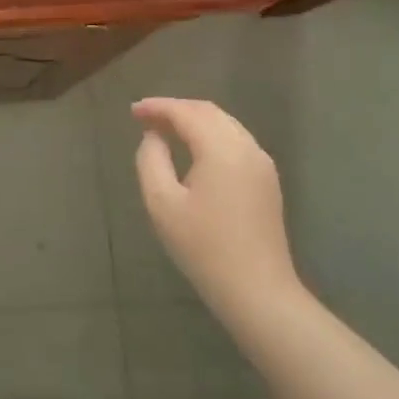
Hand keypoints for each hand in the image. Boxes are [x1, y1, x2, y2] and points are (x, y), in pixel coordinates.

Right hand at [133, 98, 302, 322]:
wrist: (258, 291)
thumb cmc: (204, 247)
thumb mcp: (162, 203)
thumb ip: (151, 160)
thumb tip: (153, 137)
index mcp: (222, 149)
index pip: (186, 112)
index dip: (157, 107)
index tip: (132, 111)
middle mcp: (247, 148)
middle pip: (208, 111)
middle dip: (175, 109)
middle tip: (145, 118)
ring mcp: (262, 164)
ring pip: (225, 124)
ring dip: (194, 120)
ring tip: (165, 129)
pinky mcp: (267, 180)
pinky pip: (235, 140)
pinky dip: (210, 134)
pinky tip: (193, 148)